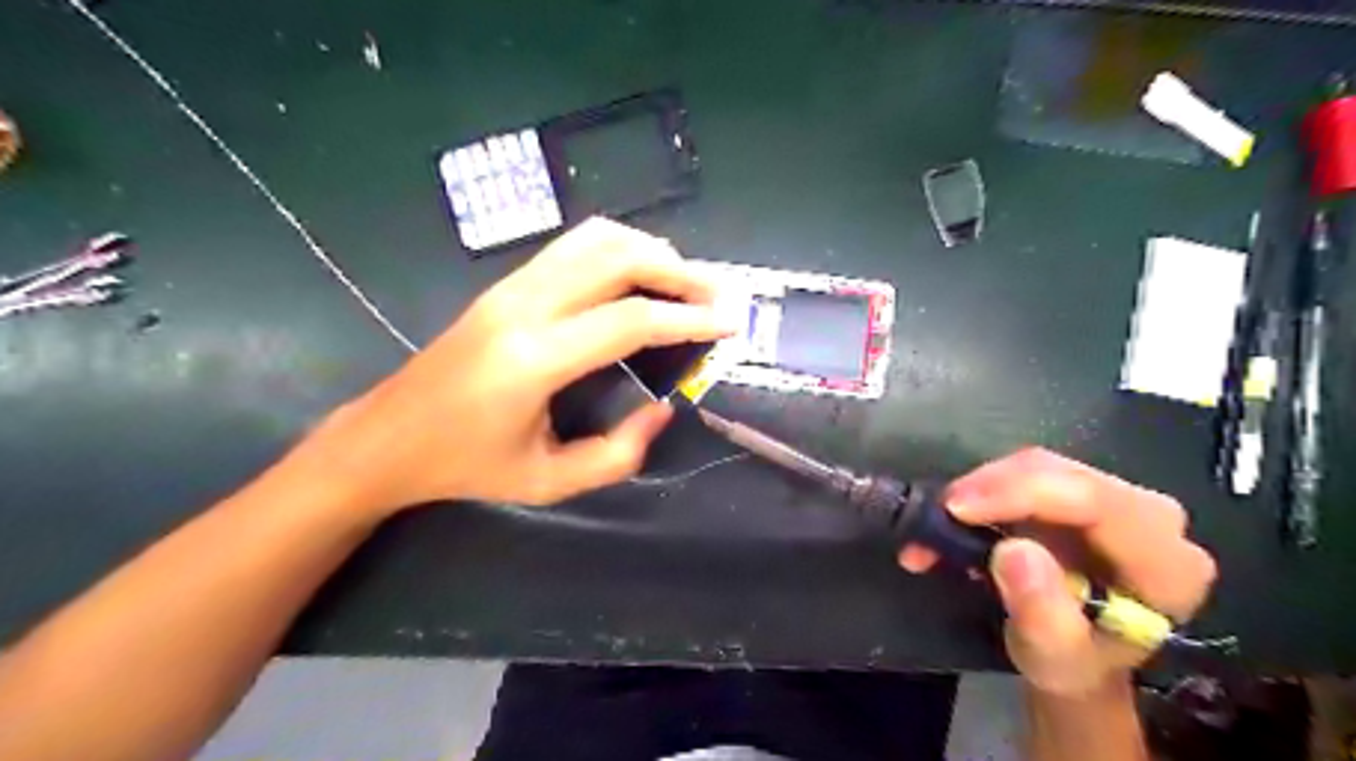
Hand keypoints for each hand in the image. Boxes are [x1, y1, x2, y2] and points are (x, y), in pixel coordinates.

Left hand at [307, 216, 730, 517]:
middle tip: (716, 295)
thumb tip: (663, 408)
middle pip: (616, 259)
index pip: (629, 321)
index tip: (729, 323)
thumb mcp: (548, 482)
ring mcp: (510, 287)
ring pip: (594, 239)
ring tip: (684, 281)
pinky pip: (572, 247)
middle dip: (678, 272)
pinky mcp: (504, 283)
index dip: (688, 318)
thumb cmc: (466, 466)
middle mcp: (523, 307)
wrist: (388, 437)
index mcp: (534, 360)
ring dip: (649, 251)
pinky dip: (618, 250)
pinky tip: (638, 276)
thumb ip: (616, 454)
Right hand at [898, 448, 1219, 696]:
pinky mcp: (1079, 492)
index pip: (1097, 503)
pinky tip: (954, 516)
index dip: (1022, 494)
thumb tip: (1012, 550)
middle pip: (1062, 474)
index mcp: (1165, 564)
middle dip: (990, 488)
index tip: (957, 508)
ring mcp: (1114, 498)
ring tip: (937, 522)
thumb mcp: (1053, 656)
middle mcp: (1151, 518)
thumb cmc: (1073, 664)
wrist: (1076, 658)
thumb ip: (1041, 610)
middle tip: (937, 514)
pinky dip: (983, 492)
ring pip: (1037, 467)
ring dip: (979, 489)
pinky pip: (1024, 474)